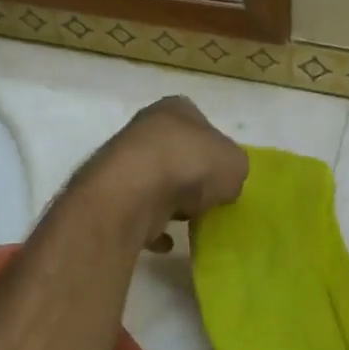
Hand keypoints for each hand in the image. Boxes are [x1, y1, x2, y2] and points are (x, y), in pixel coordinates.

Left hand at [84, 96, 247, 249]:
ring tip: (188, 218)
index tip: (222, 173)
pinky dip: (152, 226)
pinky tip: (167, 240)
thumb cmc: (192, 164)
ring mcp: (125, 162)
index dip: (214, 149)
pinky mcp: (113, 194)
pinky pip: (139, 211)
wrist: (136, 191)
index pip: (200, 123)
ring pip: (155, 181)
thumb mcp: (235, 164)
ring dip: (170, 200)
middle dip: (190, 175)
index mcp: (175, 109)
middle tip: (207, 197)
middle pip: (175, 153)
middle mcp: (145, 128)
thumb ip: (233, 169)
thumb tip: (224, 183)